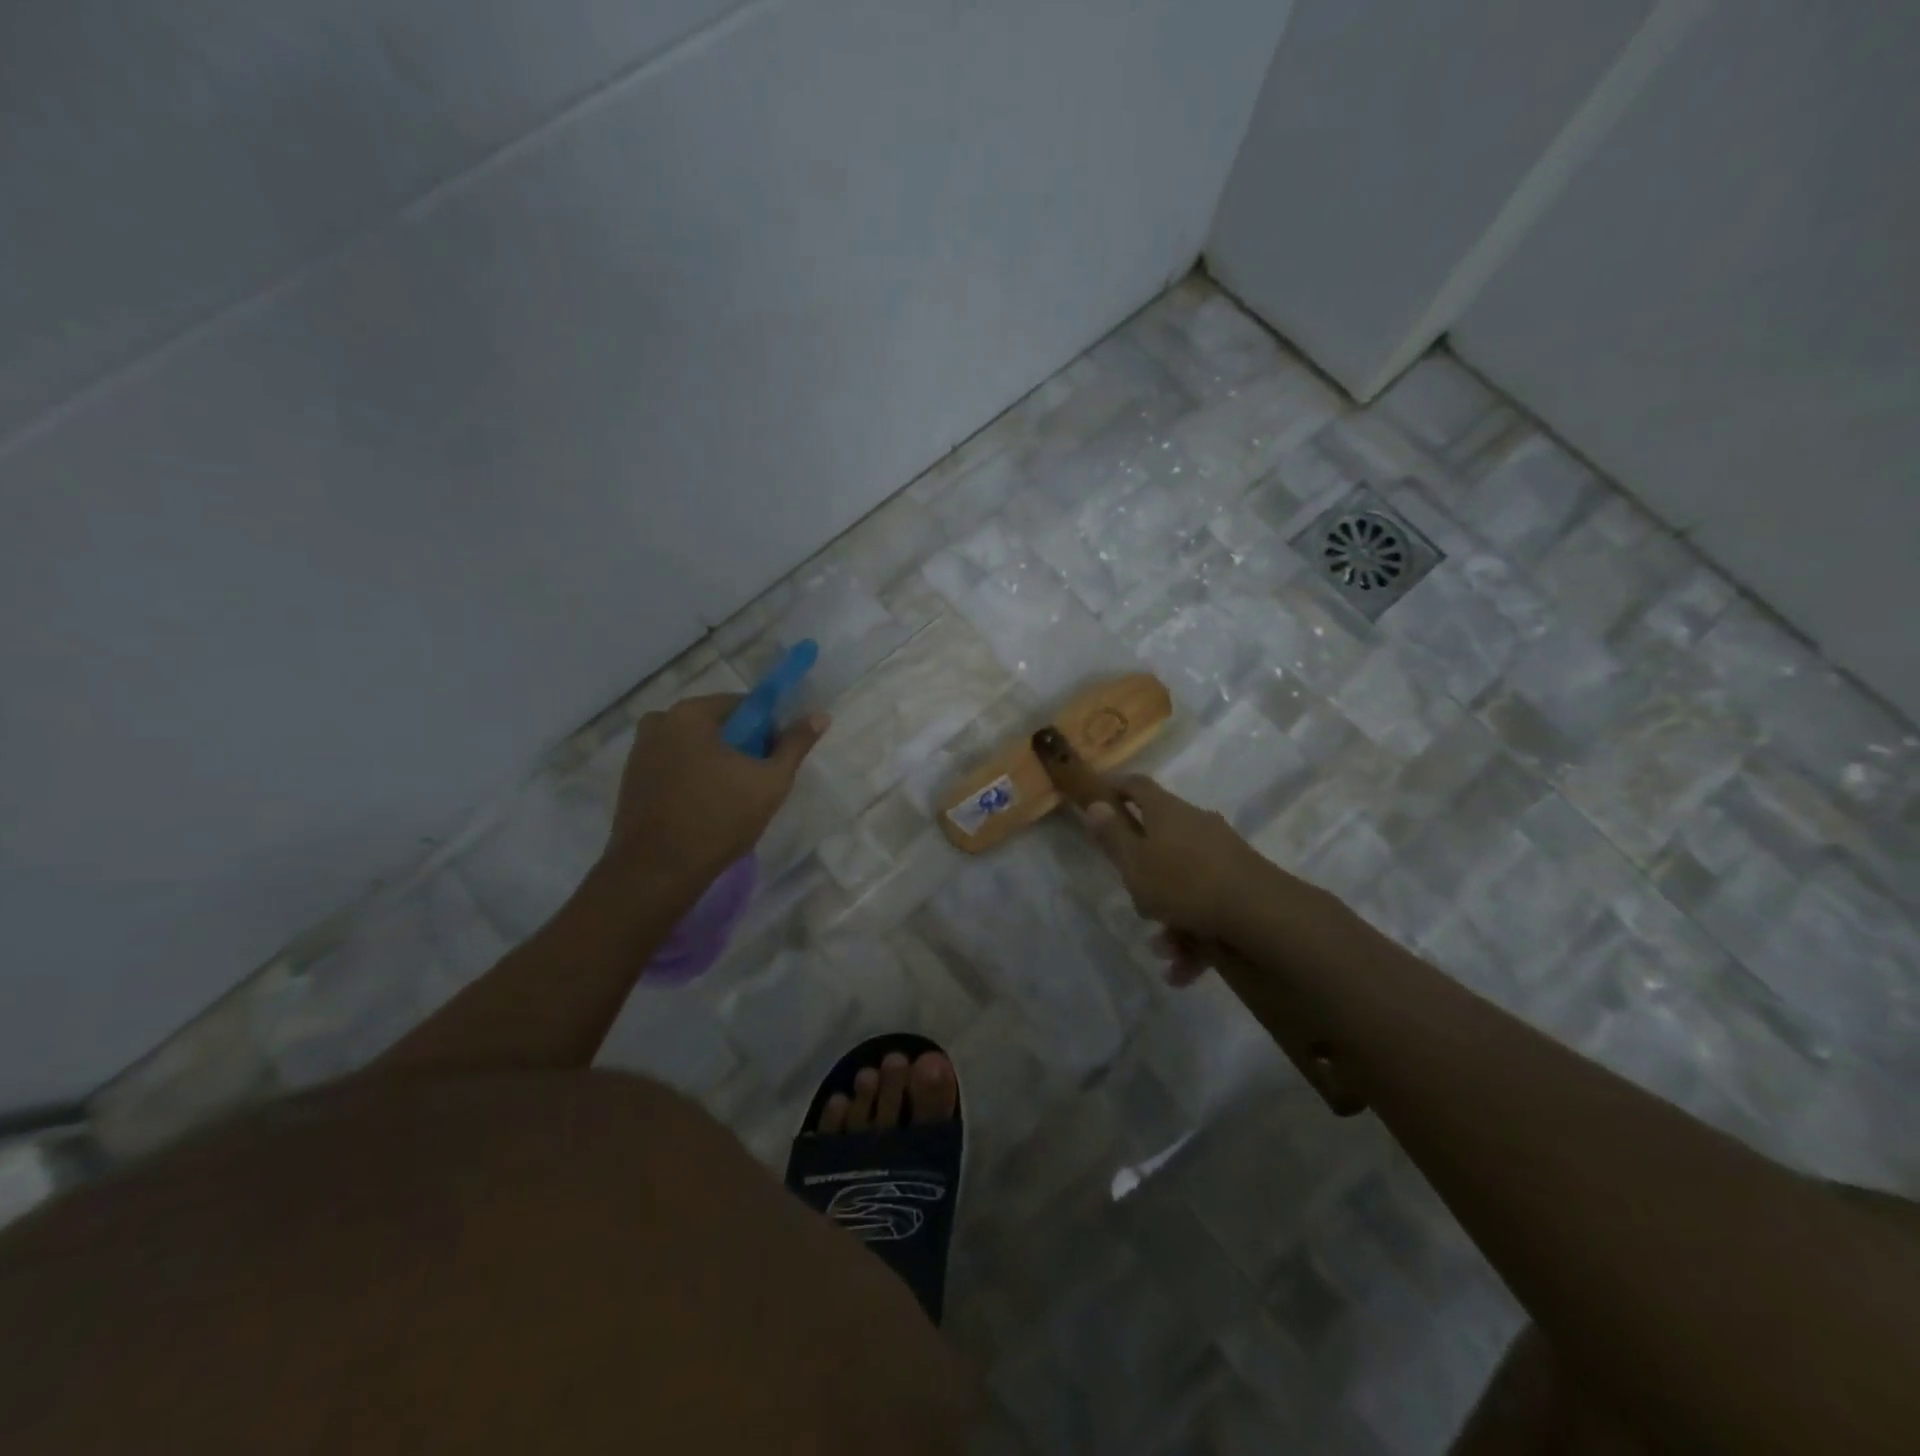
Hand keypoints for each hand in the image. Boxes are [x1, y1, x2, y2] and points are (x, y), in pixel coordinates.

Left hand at [604, 694, 827, 887]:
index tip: (775, 759)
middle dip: (741, 747)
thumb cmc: (719, 819)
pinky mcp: (631, 779)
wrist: (657, 872)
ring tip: (732, 798)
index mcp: (690, 713)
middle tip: (757, 781)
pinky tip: (705, 806)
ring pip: (694, 747)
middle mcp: (659, 722)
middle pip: (716, 725)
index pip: (743, 705)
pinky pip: (674, 765)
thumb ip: (795, 745)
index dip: (767, 729)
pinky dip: (693, 777)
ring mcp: (639, 751)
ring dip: (716, 763)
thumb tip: (820, 716)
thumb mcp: (770, 781)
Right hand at [1080, 775, 1273, 978]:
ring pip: (1183, 882)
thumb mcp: (1134, 863)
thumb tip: (1096, 804)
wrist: (1259, 914)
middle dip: (1144, 875)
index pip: (1136, 786)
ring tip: (1163, 949)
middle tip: (1134, 898)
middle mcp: (1195, 825)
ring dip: (1169, 917)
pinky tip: (1182, 969)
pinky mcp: (1241, 884)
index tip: (1100, 799)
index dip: (1116, 788)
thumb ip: (1112, 836)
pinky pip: (1206, 906)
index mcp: (1166, 812)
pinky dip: (1193, 937)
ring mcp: (1222, 854)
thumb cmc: (1183, 882)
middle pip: (1160, 840)